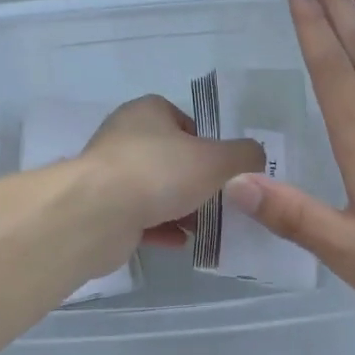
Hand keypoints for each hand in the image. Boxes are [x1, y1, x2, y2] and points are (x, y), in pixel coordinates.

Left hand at [82, 96, 266, 252]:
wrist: (98, 214)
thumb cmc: (159, 172)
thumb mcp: (216, 159)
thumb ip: (243, 155)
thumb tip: (257, 155)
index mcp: (148, 112)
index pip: (184, 122)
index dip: (208, 144)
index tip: (224, 169)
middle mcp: (124, 136)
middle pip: (170, 157)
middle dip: (195, 180)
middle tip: (220, 201)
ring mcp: (110, 174)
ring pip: (154, 189)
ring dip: (179, 207)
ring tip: (206, 226)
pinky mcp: (102, 208)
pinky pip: (139, 217)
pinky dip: (160, 228)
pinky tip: (181, 242)